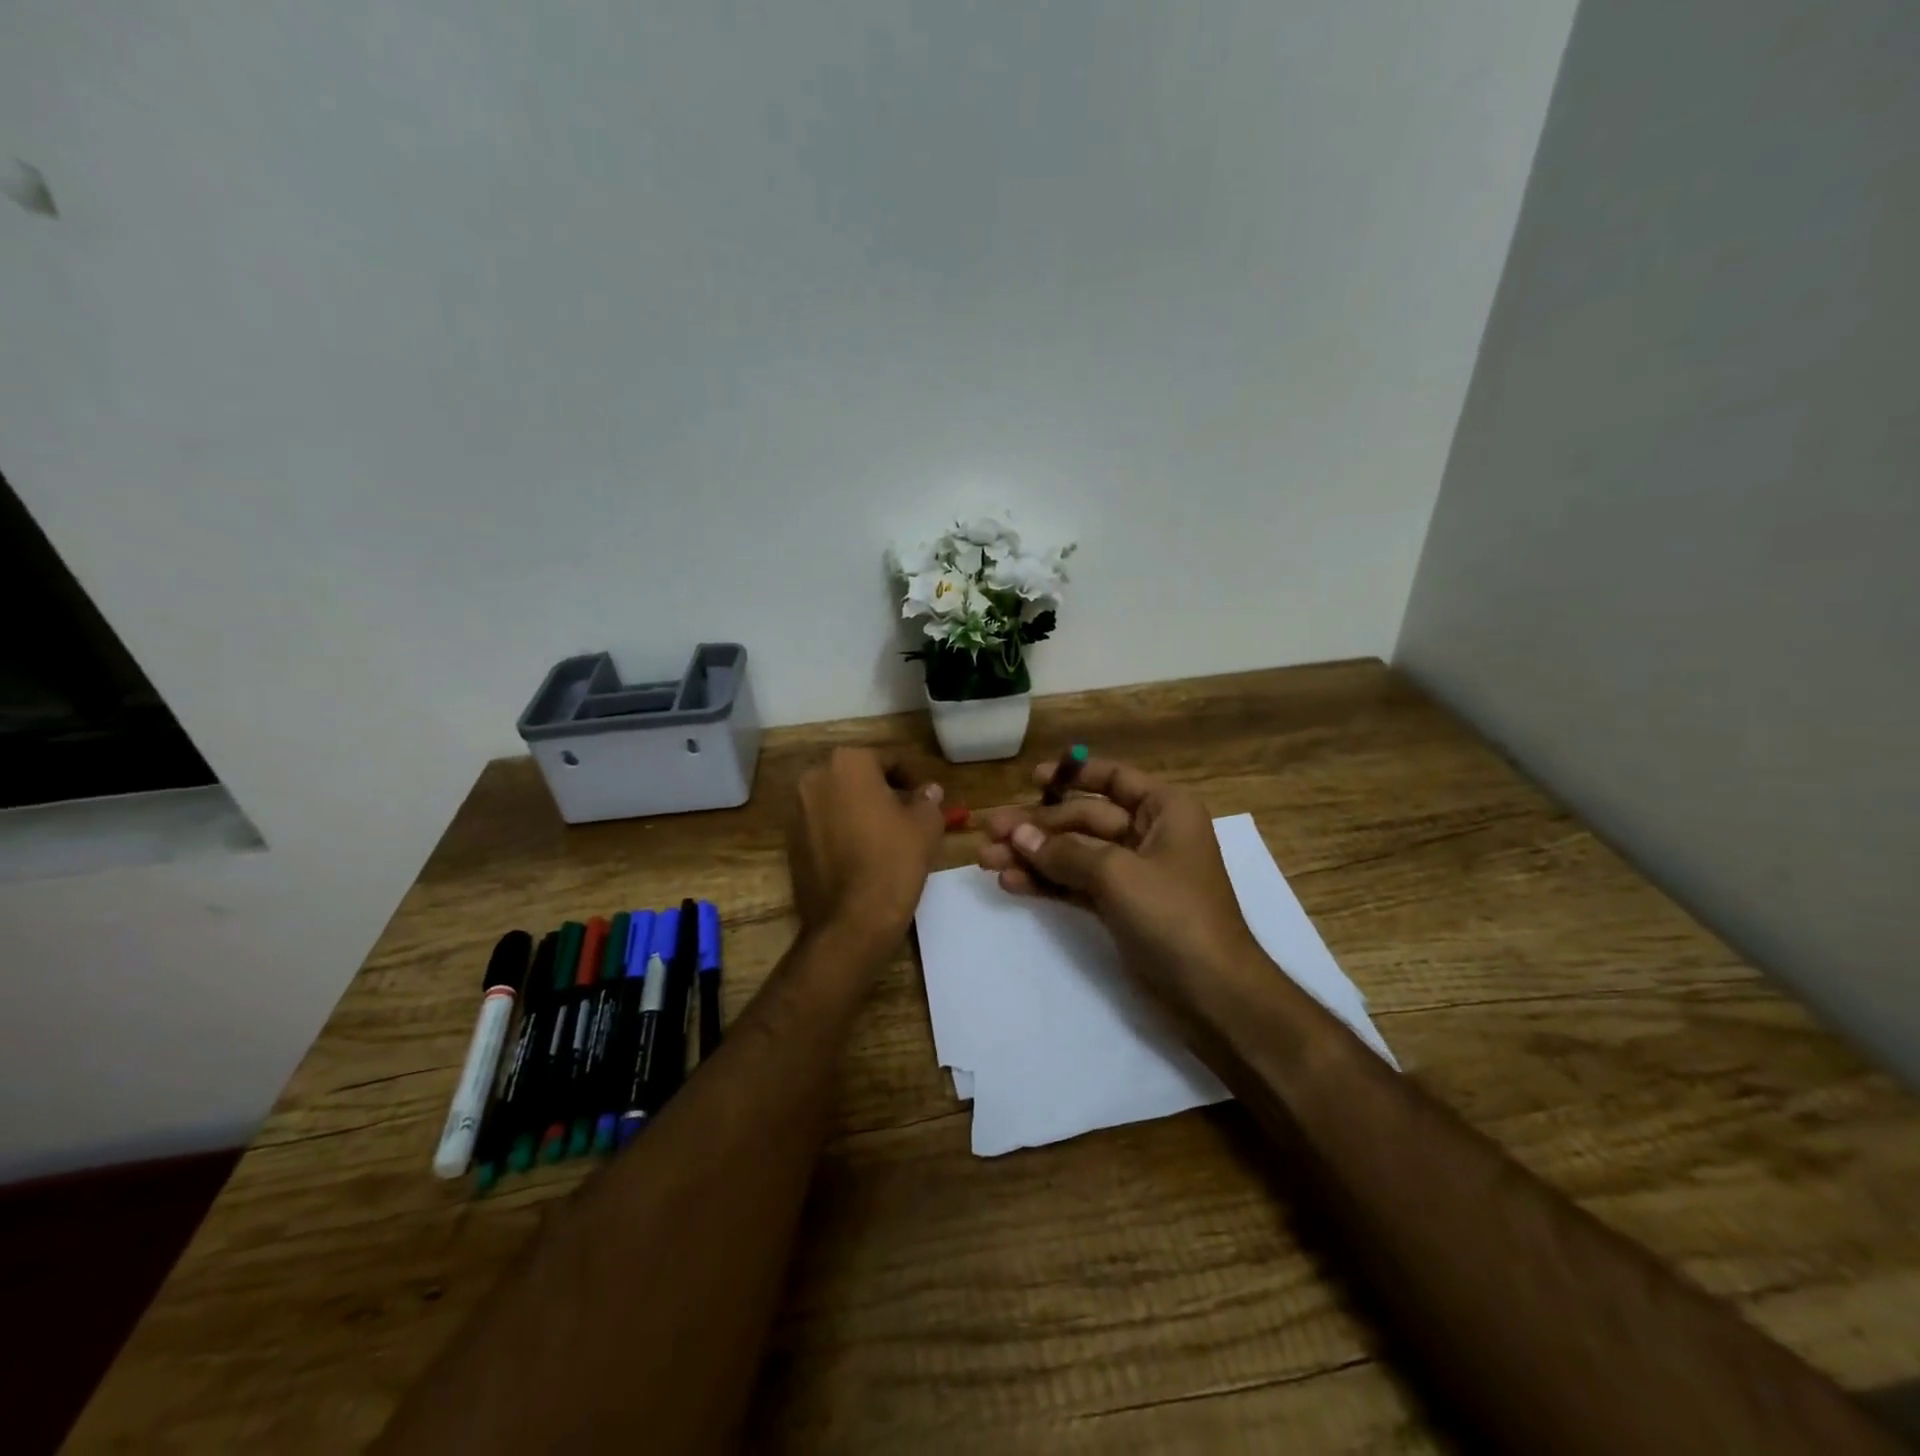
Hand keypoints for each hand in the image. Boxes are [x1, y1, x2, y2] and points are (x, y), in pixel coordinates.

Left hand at [786, 747, 945, 944]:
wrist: (851, 920)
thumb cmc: (893, 860)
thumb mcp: (925, 825)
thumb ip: (927, 800)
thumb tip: (927, 791)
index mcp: (848, 763)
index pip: (889, 760)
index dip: (913, 778)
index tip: (927, 799)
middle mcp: (815, 778)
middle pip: (858, 777)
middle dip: (882, 791)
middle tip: (908, 814)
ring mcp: (797, 811)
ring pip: (838, 801)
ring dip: (860, 810)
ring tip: (886, 835)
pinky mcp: (790, 842)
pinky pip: (823, 826)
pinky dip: (842, 831)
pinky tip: (862, 854)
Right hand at [977, 756, 1262, 1004]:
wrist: (1213, 994)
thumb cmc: (1174, 916)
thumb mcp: (1117, 875)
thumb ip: (1064, 852)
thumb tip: (1017, 835)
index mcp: (1165, 810)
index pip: (1114, 779)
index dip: (1072, 775)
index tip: (1031, 779)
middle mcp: (1149, 834)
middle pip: (1084, 819)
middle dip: (1037, 826)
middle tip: (988, 830)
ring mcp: (1134, 873)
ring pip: (1075, 854)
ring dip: (1033, 856)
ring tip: (986, 861)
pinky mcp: (1121, 907)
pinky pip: (1077, 884)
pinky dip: (1047, 883)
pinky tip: (1011, 883)